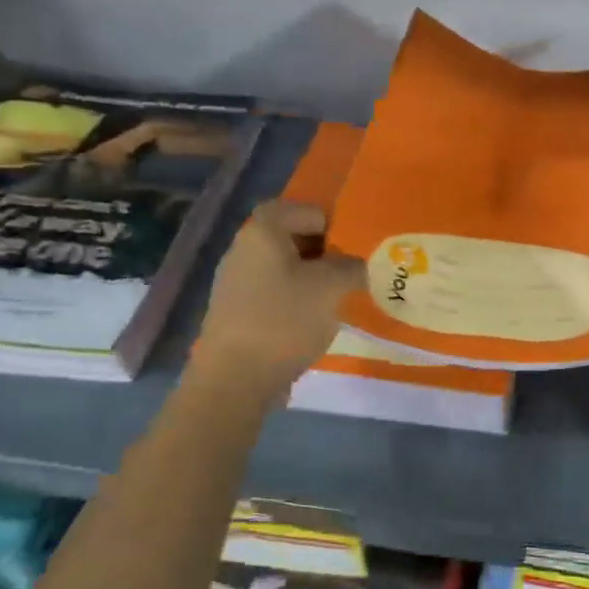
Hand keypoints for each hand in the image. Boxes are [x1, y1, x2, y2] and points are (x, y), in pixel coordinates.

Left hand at [192, 200, 365, 400]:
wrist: (234, 380)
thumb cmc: (284, 321)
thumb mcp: (332, 288)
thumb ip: (351, 267)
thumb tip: (354, 265)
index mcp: (262, 232)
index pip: (299, 208)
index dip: (329, 221)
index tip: (352, 246)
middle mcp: (243, 250)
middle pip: (289, 238)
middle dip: (323, 252)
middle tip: (350, 272)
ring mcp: (235, 283)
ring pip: (282, 268)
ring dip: (310, 279)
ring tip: (335, 300)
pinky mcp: (235, 313)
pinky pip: (272, 294)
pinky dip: (294, 301)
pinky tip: (311, 323)